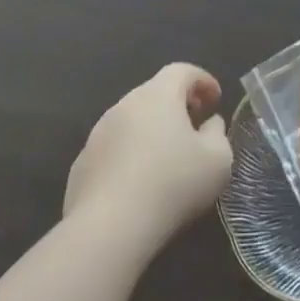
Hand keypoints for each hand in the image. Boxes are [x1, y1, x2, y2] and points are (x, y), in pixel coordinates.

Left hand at [64, 64, 232, 253]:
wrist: (109, 229)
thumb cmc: (173, 184)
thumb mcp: (218, 159)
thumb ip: (218, 133)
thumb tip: (209, 124)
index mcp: (158, 95)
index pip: (182, 71)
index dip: (203, 81)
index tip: (215, 101)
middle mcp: (124, 105)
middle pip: (154, 93)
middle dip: (177, 104)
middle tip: (194, 126)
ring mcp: (97, 135)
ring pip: (131, 120)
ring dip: (152, 130)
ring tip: (167, 157)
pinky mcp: (81, 165)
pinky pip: (113, 148)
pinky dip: (130, 154)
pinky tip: (139, 183)